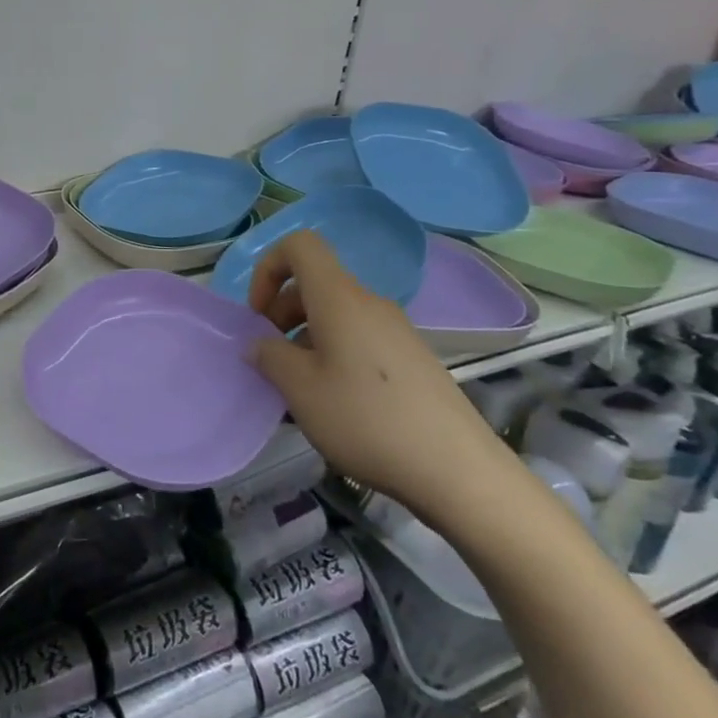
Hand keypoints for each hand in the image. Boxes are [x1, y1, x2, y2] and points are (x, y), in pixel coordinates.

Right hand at [246, 231, 514, 519]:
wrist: (459, 471)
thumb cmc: (367, 419)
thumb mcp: (301, 390)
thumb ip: (269, 357)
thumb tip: (259, 344)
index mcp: (339, 298)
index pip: (300, 246)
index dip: (268, 268)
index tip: (258, 315)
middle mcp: (369, 303)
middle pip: (315, 284)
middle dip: (282, 312)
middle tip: (272, 358)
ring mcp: (396, 331)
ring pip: (336, 315)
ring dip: (306, 338)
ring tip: (300, 389)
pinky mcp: (412, 359)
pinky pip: (359, 339)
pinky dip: (334, 355)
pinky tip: (336, 403)